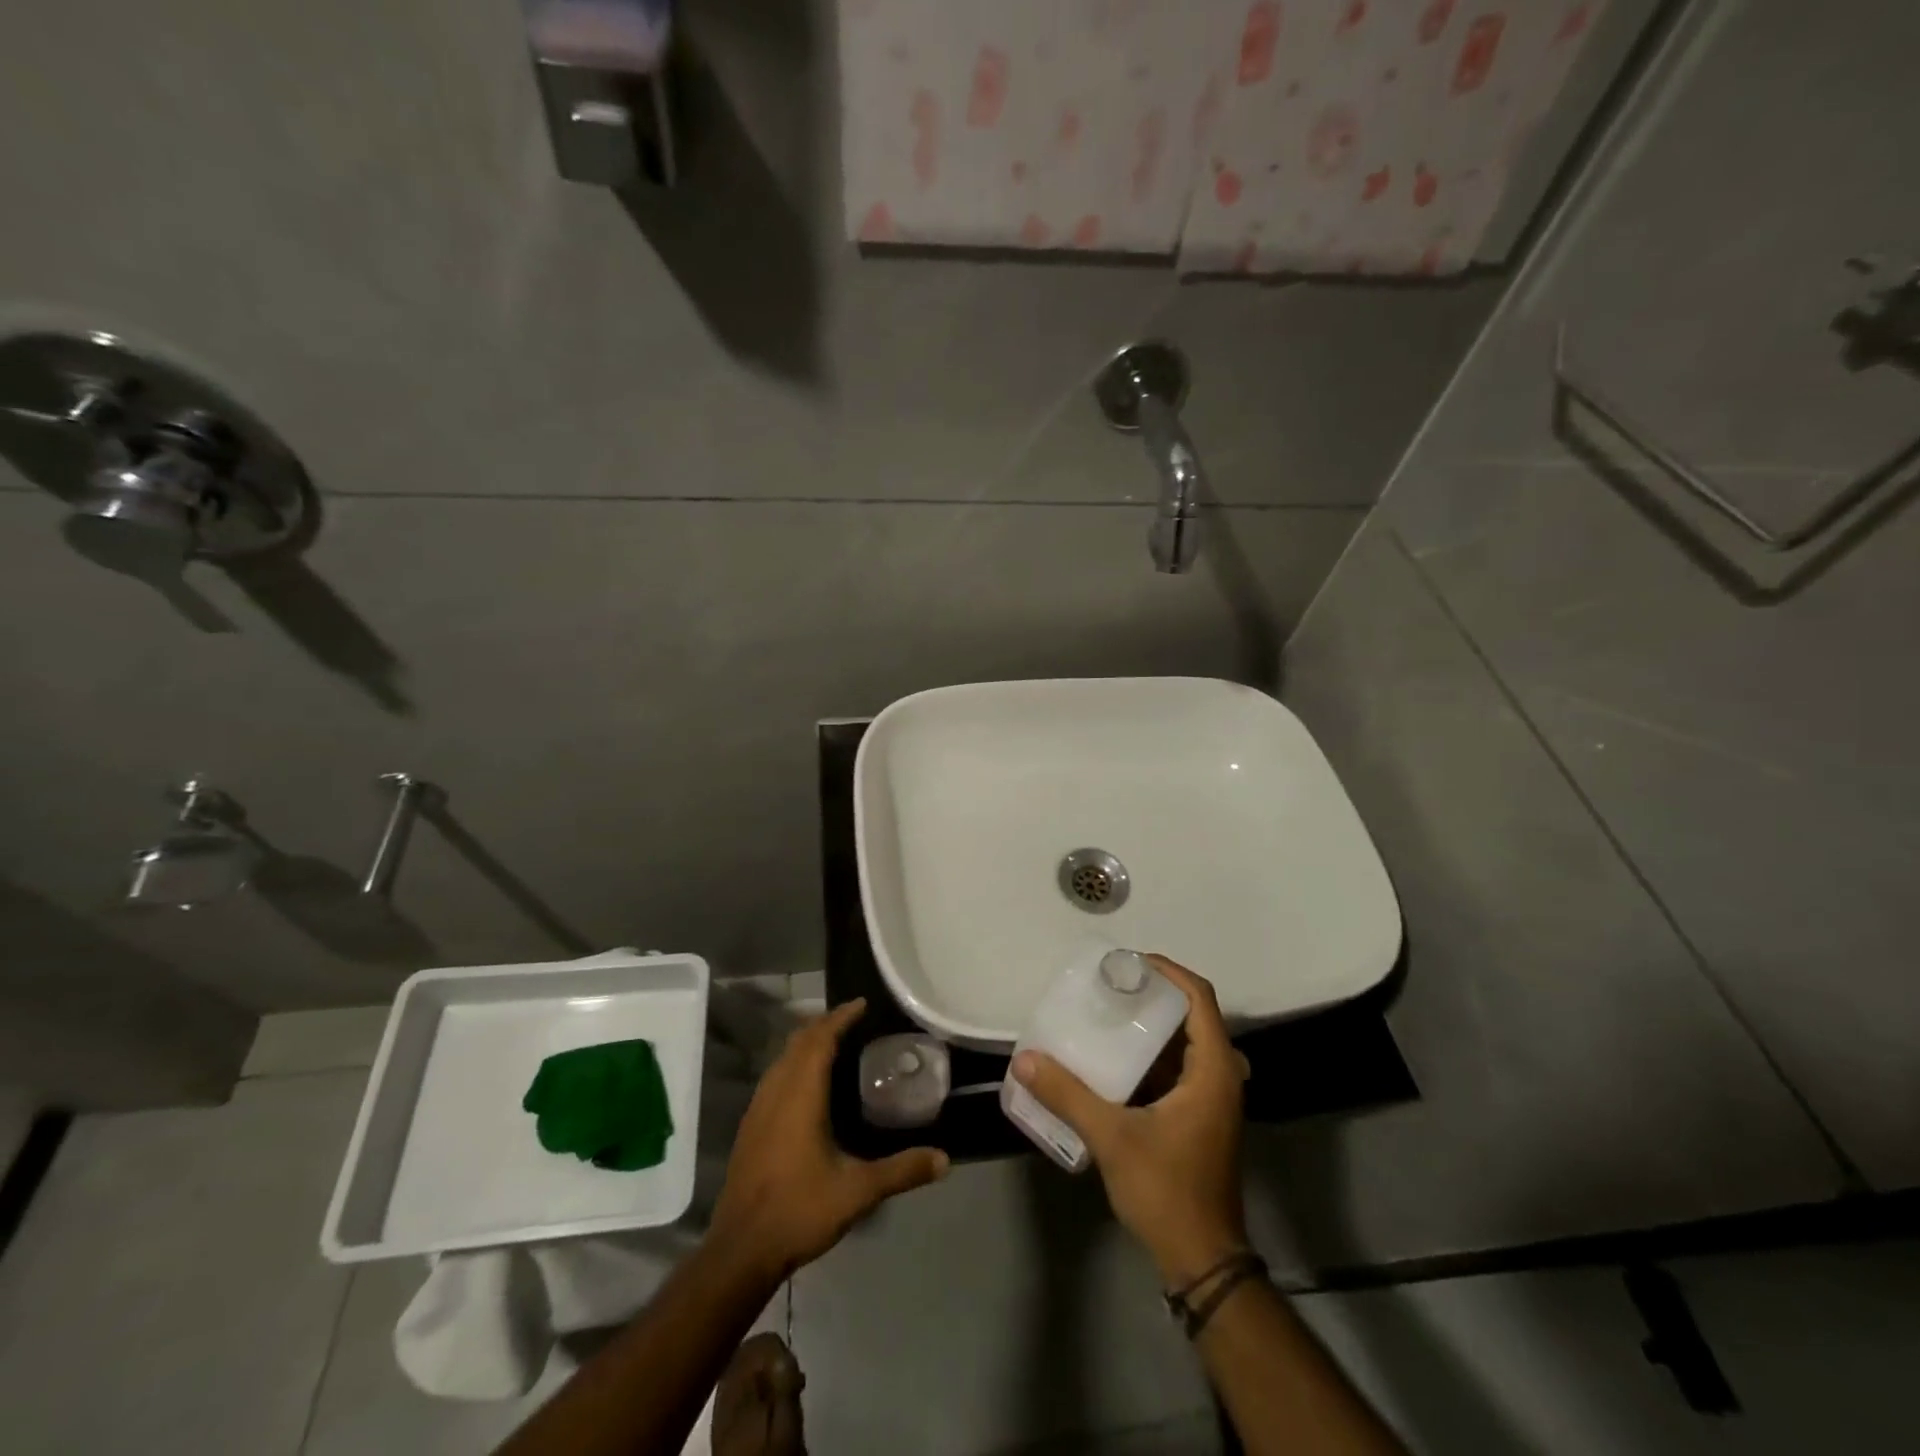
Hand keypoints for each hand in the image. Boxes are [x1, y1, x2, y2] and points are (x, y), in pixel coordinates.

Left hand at [711, 999, 948, 1278]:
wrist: (740, 1250)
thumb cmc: (799, 1210)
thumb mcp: (858, 1191)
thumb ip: (901, 1170)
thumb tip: (944, 1160)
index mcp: (801, 1095)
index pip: (820, 1039)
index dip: (841, 1017)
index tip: (862, 1003)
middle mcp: (776, 1092)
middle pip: (799, 1041)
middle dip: (824, 1024)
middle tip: (852, 1020)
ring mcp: (758, 1109)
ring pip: (782, 1058)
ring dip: (806, 1042)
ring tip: (832, 1043)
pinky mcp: (750, 1127)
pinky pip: (774, 1076)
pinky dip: (793, 1063)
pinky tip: (806, 1084)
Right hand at [1012, 956, 1250, 1286]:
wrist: (1201, 1259)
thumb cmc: (1167, 1190)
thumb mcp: (1112, 1137)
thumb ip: (1068, 1094)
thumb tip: (1026, 1059)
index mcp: (1213, 1070)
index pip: (1199, 997)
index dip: (1168, 971)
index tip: (1128, 962)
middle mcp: (1220, 1076)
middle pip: (1192, 1015)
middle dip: (1153, 994)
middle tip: (1110, 985)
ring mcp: (1212, 1099)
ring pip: (1185, 1043)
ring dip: (1150, 1025)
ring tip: (1107, 1012)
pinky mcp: (1200, 1117)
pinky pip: (1178, 1067)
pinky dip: (1150, 1054)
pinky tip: (1113, 1059)